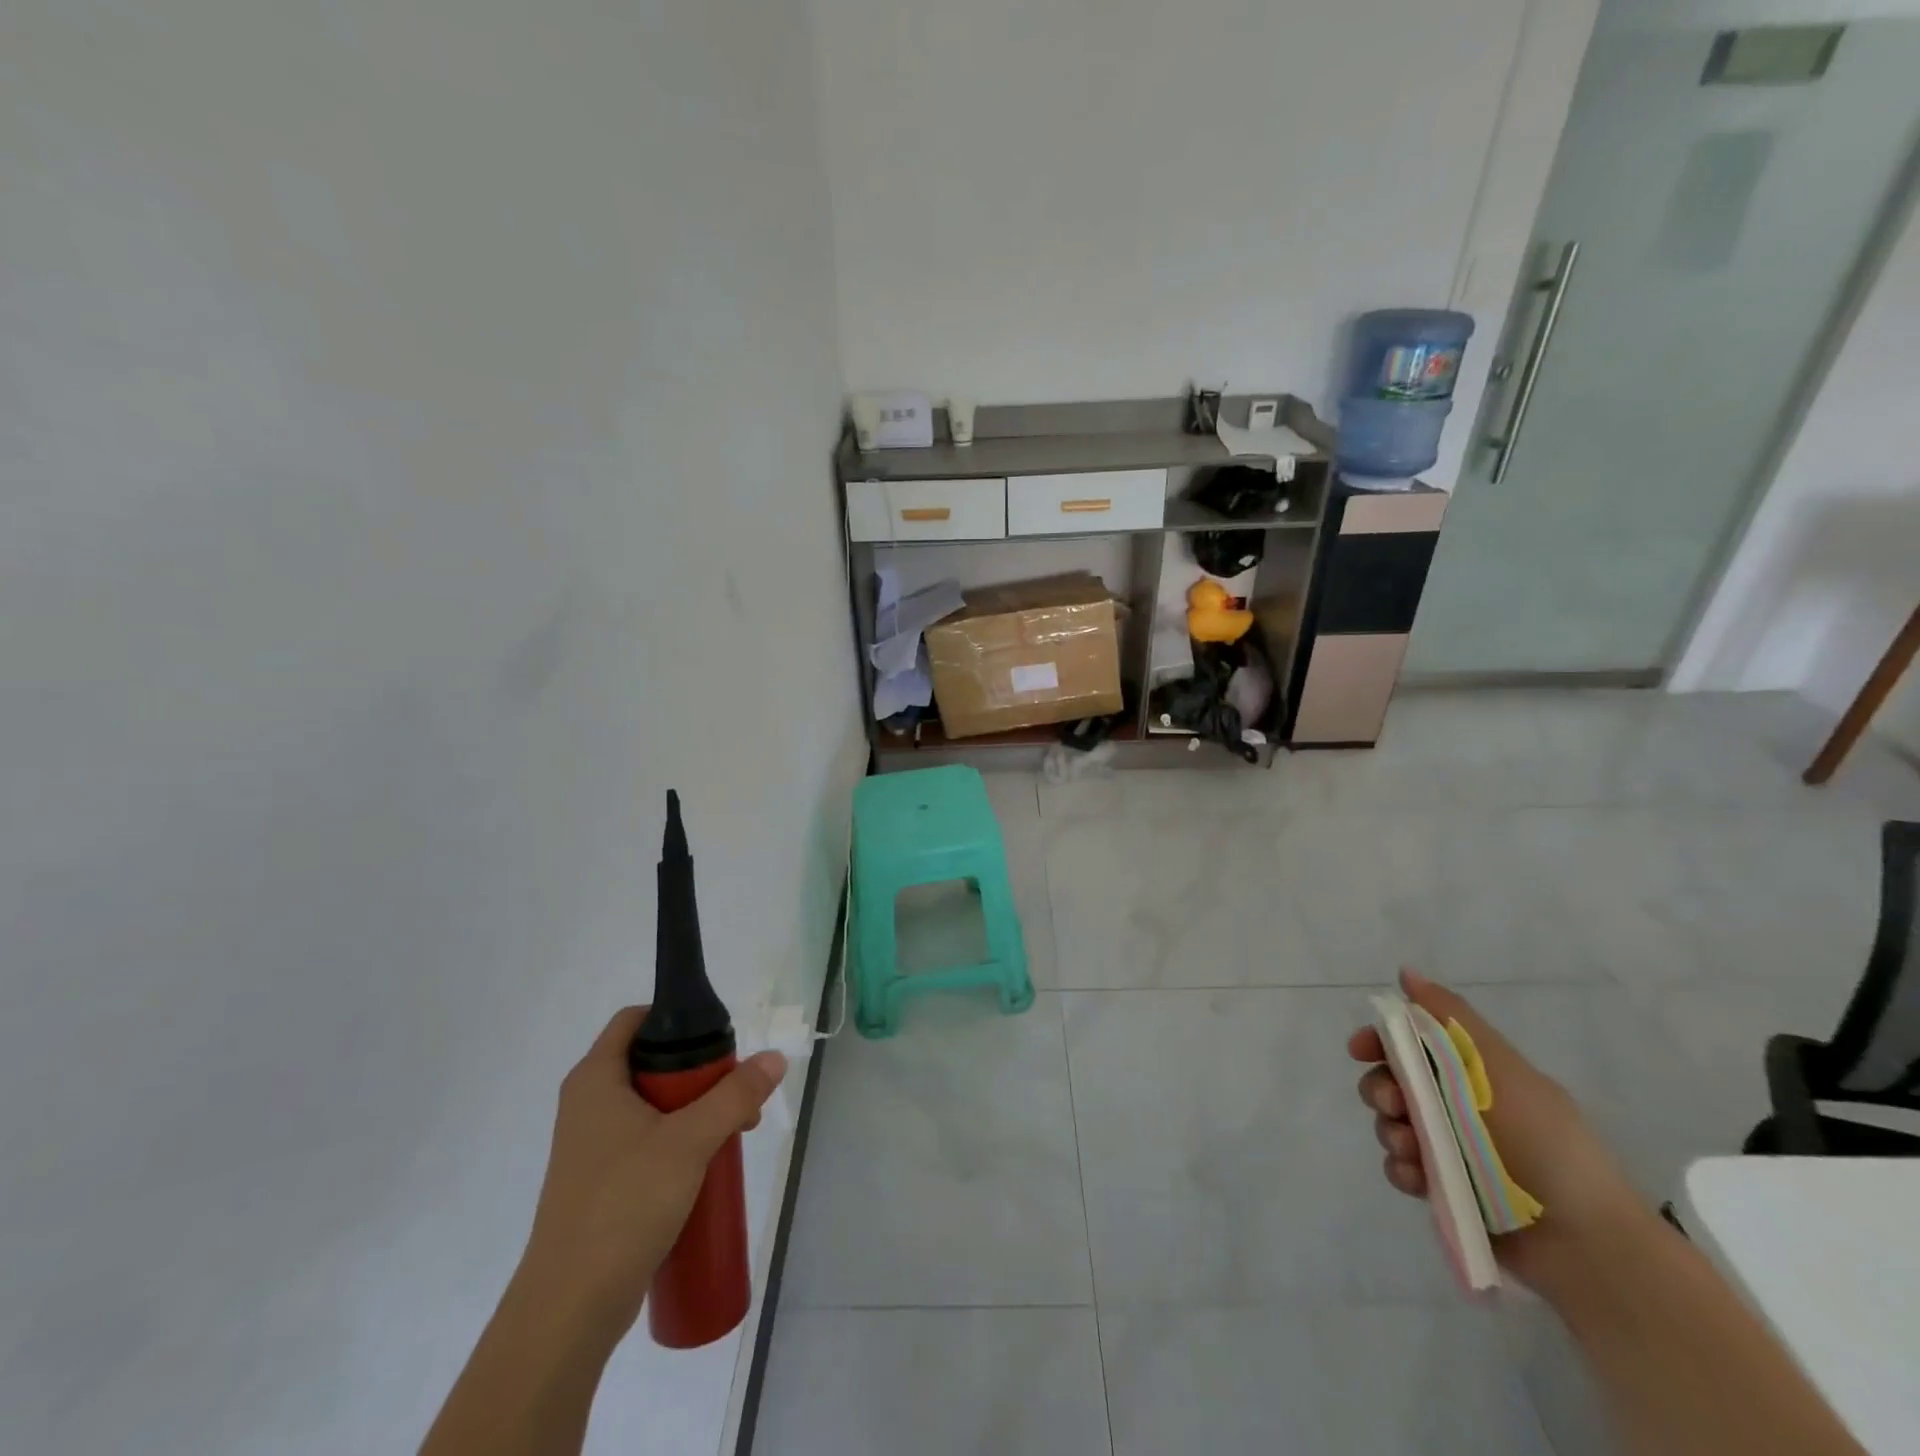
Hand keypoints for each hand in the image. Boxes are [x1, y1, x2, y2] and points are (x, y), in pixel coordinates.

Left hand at [515, 1007, 787, 1347]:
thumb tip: (774, 1058)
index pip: (635, 1020)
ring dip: (697, 1110)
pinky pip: (648, 1140)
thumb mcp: (689, 1141)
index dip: (677, 1018)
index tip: (718, 1039)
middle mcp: (589, 1104)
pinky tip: (709, 1164)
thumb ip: (734, 1096)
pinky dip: (680, 1140)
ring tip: (735, 1131)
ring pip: (654, 1104)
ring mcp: (593, 1145)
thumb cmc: (623, 1205)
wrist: (569, 1309)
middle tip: (738, 1092)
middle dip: (701, 1072)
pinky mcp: (602, 1181)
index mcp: (595, 1079)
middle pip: (652, 1062)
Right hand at [1347, 969, 1639, 1287]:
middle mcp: (1455, 1107)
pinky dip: (1402, 1168)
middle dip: (1380, 1089)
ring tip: (1413, 1150)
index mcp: (1471, 1074)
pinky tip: (1417, 1176)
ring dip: (1391, 1131)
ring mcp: (1448, 1150)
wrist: (1586, 1242)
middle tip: (1395, 1104)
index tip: (1360, 1050)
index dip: (1379, 1042)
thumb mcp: (1503, 1069)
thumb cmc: (1546, 1143)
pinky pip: (1401, 1169)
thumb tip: (1406, 972)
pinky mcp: (1443, 1190)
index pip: (1409, 1044)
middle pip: (1391, 1083)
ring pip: (1391, 1125)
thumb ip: (1453, 1019)